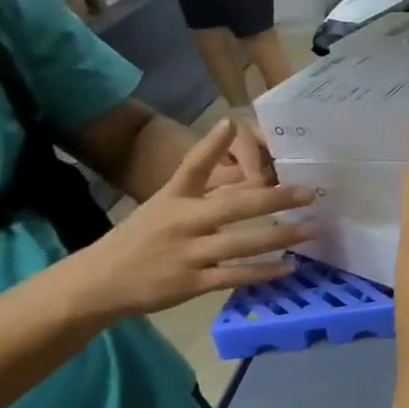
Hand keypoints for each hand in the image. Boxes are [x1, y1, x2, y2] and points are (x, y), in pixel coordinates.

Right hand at [64, 120, 314, 317]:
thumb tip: (250, 168)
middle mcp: (182, 223)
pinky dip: (264, 272)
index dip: (211, 145)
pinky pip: (235, 275)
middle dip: (275, 199)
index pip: (192, 166)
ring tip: (312, 229)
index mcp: (174, 199)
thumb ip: (207, 187)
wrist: (96, 283)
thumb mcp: (167, 204)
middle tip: (310, 193)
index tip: (234, 123)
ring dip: (281, 236)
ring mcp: (187, 254)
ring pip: (242, 243)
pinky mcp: (191, 283)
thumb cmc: (142, 237)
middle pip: (234, 207)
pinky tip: (290, 266)